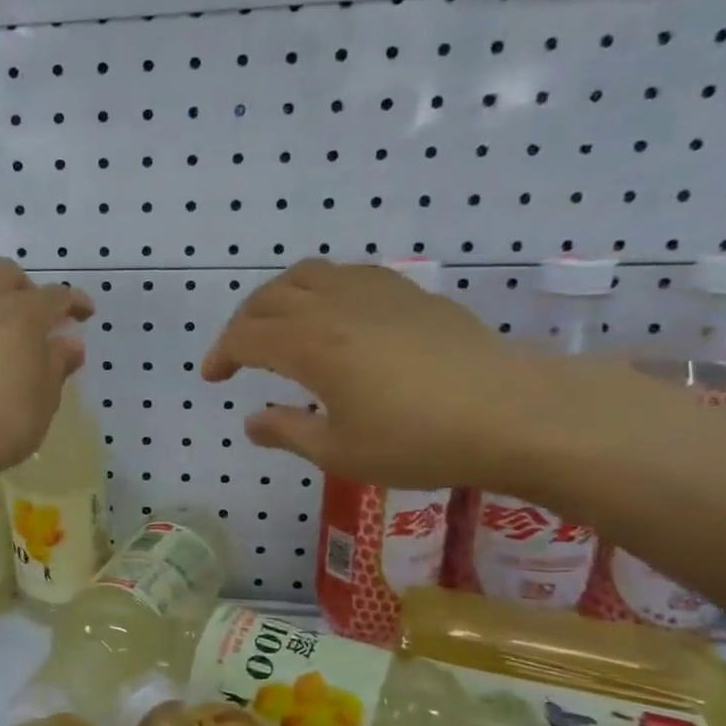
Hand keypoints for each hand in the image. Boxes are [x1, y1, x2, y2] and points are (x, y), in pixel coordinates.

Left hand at [0, 259, 94, 483]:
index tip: (86, 314)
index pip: (55, 295)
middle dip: (26, 287)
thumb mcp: (45, 399)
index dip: (74, 301)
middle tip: (38, 318)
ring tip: (5, 344)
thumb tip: (70, 343)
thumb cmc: (4, 423)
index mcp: (22, 318)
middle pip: (5, 273)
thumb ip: (58, 364)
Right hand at [202, 260, 548, 487]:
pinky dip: (323, 287)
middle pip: (269, 297)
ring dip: (279, 297)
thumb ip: (288, 432)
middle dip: (242, 323)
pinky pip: (348, 274)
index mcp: (309, 345)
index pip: (245, 337)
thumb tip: (252, 422)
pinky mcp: (409, 293)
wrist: (513, 413)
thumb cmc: (419, 440)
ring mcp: (374, 293)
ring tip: (278, 324)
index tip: (212, 378)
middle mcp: (334, 307)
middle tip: (238, 353)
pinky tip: (335, 313)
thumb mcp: (340, 451)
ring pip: (307, 274)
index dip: (220, 354)